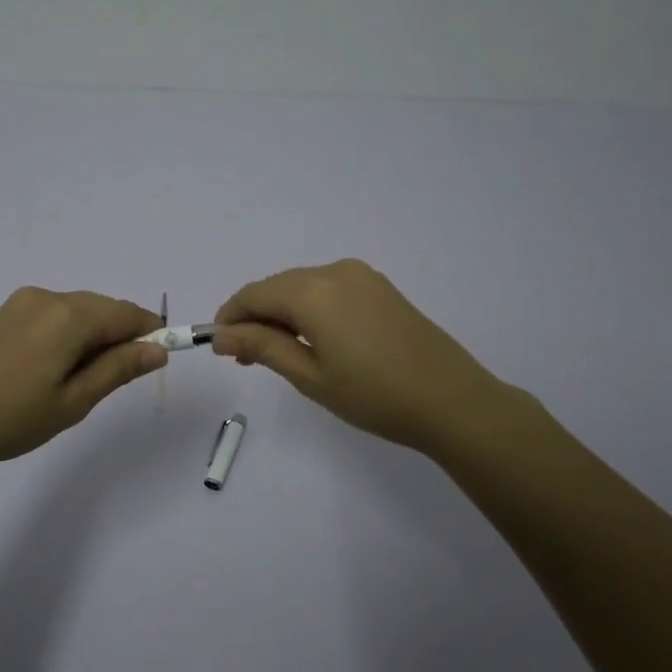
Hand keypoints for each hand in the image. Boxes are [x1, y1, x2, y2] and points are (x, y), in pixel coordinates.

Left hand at [0, 288, 165, 476]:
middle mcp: (47, 297)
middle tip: (113, 383)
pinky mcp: (3, 314)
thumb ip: (118, 370)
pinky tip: (53, 369)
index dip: (150, 334)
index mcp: (69, 315)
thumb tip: (158, 349)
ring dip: (93, 337)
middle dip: (120, 337)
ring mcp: (21, 303)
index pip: (127, 313)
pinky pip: (52, 316)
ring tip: (79, 382)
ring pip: (77, 311)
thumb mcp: (73, 402)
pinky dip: (67, 335)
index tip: (158, 362)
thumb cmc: (9, 418)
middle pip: (102, 308)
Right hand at [212, 259, 532, 457]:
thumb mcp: (310, 376)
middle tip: (245, 359)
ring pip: (302, 287)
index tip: (219, 349)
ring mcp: (361, 276)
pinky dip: (309, 310)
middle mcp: (334, 271)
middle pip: (277, 287)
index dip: (230, 319)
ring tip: (278, 355)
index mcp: (313, 291)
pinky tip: (312, 340)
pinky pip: (329, 290)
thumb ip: (262, 347)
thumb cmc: (374, 395)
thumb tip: (221, 335)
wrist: (452, 400)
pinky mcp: (380, 287)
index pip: (253, 295)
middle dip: (255, 318)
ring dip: (282, 314)